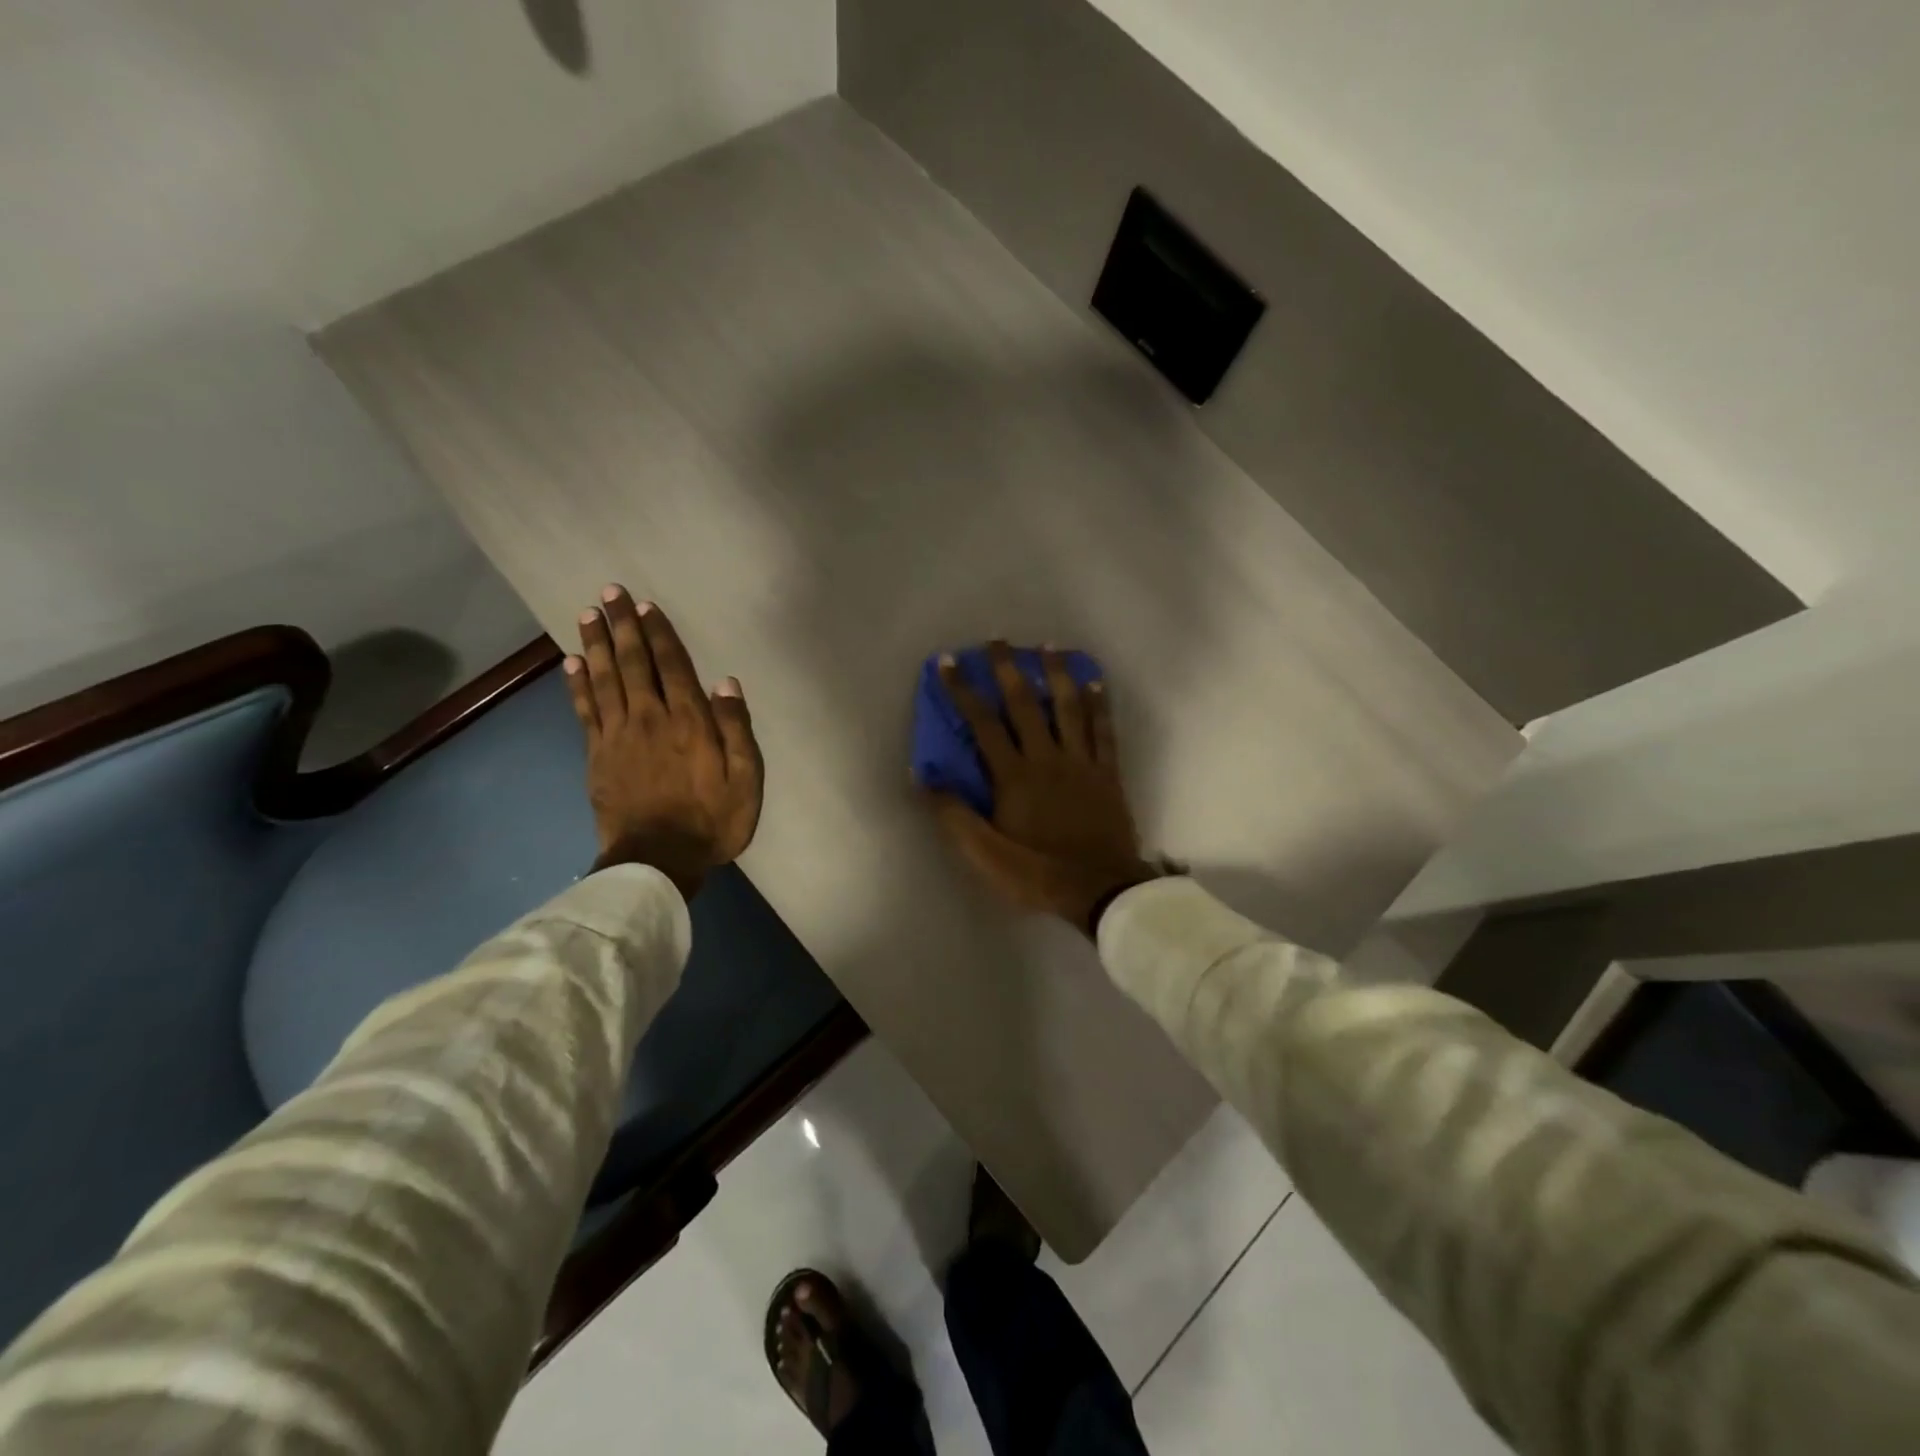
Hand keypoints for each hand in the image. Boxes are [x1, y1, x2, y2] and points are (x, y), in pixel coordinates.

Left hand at [565, 586, 763, 901]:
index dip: (660, 634)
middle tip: (610, 592)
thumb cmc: (711, 821)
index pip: (672, 667)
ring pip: (604, 679)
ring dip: (596, 645)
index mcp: (689, 722)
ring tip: (588, 614)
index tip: (646, 606)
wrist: (658, 860)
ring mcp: (618, 736)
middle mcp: (650, 719)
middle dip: (622, 627)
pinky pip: (585, 710)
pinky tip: (572, 663)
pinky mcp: (597, 755)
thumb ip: (736, 730)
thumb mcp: (745, 780)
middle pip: (633, 663)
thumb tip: (727, 684)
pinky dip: (578, 684)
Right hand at [926, 642, 1159, 934]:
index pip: (983, 724)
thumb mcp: (986, 855)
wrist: (1101, 890)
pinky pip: (1103, 730)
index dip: (964, 691)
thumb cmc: (1038, 872)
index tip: (949, 662)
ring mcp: (1081, 762)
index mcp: (1014, 776)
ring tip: (1048, 646)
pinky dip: (1099, 704)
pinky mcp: (1107, 772)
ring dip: (1056, 674)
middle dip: (1008, 669)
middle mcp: (1047, 758)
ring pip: (1068, 707)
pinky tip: (1095, 681)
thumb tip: (925, 778)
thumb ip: (955, 816)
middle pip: (1025, 704)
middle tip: (998, 640)